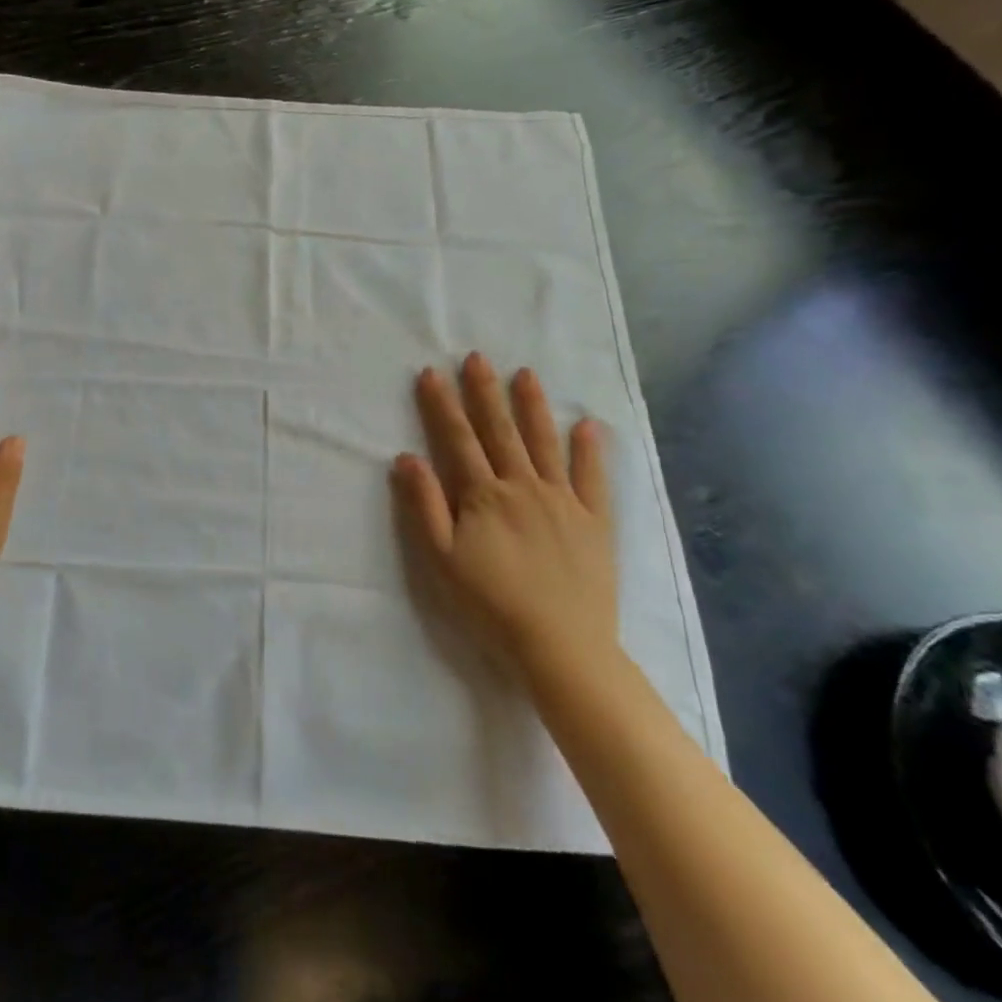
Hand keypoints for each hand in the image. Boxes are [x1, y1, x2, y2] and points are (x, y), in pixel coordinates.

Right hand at [392, 352, 615, 679]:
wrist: (560, 644)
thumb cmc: (490, 603)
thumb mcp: (441, 558)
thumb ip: (423, 505)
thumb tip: (406, 457)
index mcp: (483, 495)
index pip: (458, 439)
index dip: (442, 405)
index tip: (431, 373)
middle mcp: (523, 486)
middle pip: (500, 431)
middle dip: (485, 392)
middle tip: (477, 358)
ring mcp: (563, 501)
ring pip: (544, 443)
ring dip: (533, 407)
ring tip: (526, 374)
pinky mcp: (595, 521)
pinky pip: (593, 478)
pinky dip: (591, 450)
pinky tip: (588, 425)